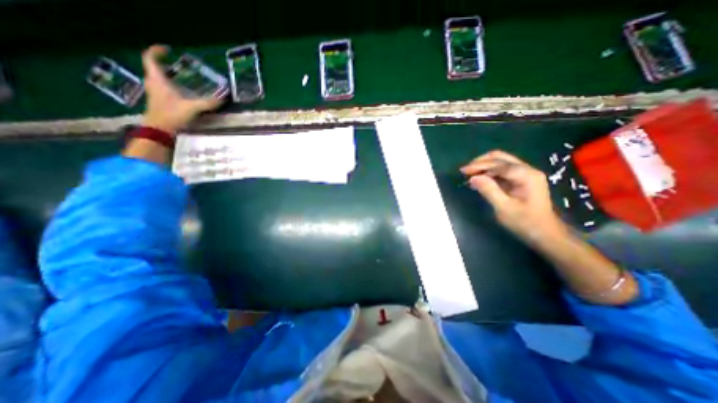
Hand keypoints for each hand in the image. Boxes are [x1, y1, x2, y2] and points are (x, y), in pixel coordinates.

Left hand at [139, 44, 218, 133]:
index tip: (167, 50)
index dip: (156, 51)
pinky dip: (168, 87)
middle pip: (153, 69)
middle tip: (177, 66)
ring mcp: (154, 93)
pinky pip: (161, 89)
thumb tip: (223, 99)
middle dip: (164, 65)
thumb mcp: (192, 108)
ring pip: (157, 79)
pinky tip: (180, 94)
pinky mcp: (158, 102)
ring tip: (180, 79)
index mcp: (158, 80)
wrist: (159, 130)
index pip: (150, 58)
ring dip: (166, 76)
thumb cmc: (172, 114)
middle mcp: (153, 84)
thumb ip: (208, 103)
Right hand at [459, 150, 565, 242]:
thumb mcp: (504, 208)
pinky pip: (502, 170)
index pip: (498, 164)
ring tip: (469, 174)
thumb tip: (472, 178)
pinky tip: (479, 178)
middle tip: (464, 171)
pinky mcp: (521, 179)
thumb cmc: (525, 222)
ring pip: (501, 161)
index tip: (463, 171)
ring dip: (483, 166)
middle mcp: (527, 170)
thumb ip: (488, 190)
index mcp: (526, 175)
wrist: (546, 234)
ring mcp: (525, 174)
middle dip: (480, 162)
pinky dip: (488, 172)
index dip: (479, 166)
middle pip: (500, 158)